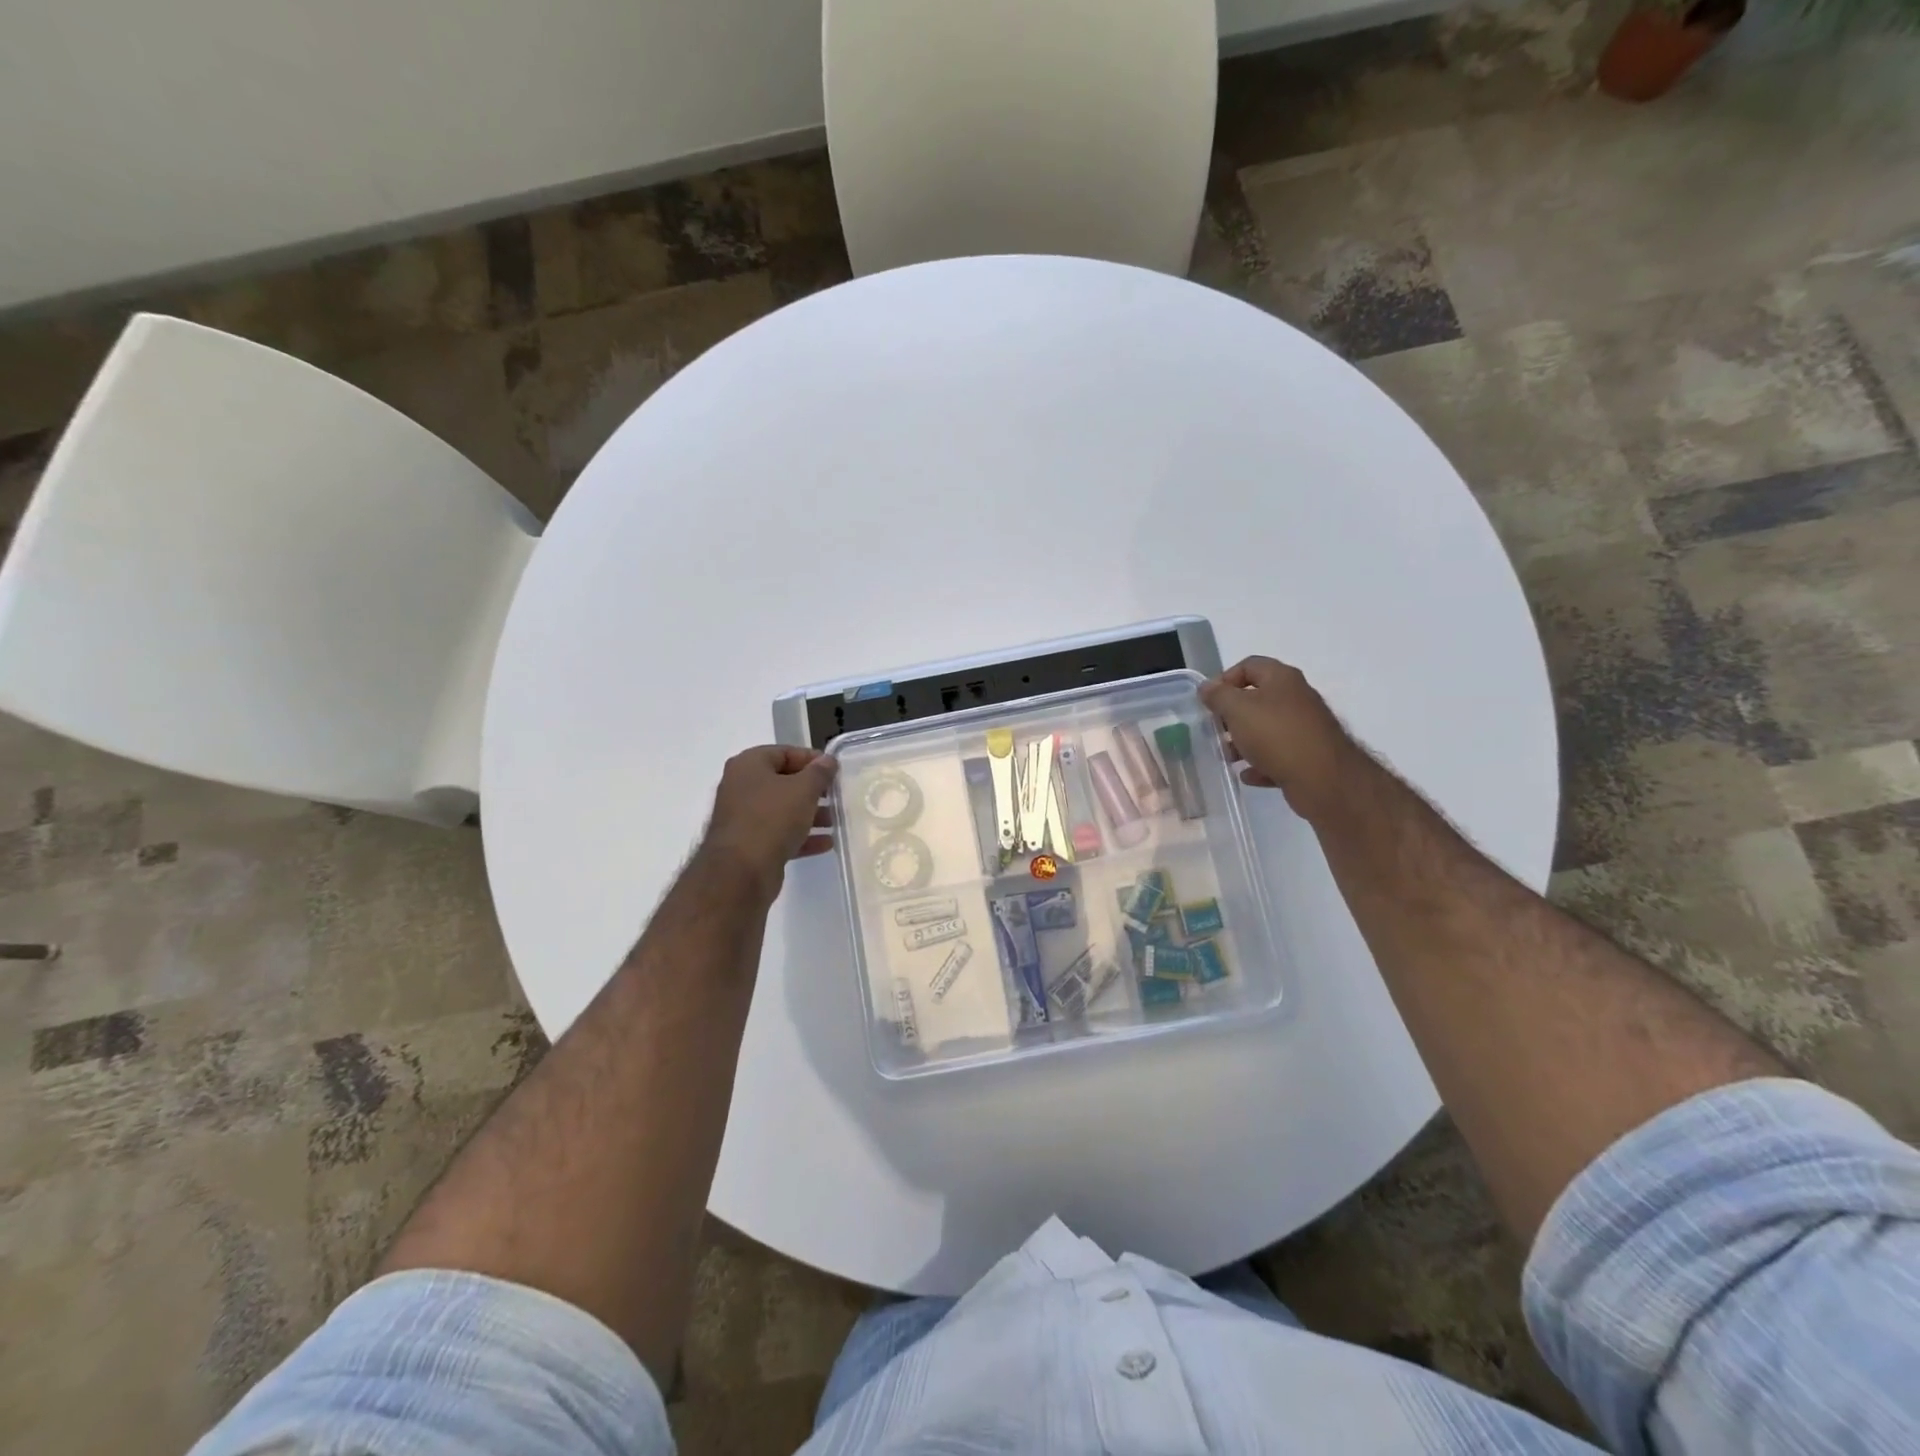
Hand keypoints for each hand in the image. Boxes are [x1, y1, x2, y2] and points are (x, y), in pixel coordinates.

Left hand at [701, 746, 837, 893]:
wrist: (740, 872)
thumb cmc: (772, 818)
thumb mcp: (803, 790)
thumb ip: (819, 772)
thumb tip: (828, 760)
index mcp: (749, 765)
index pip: (784, 752)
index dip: (812, 759)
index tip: (835, 770)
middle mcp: (741, 787)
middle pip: (784, 782)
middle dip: (813, 790)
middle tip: (837, 796)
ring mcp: (743, 817)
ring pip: (782, 810)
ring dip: (810, 814)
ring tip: (836, 821)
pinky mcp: (749, 844)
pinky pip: (779, 834)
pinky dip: (801, 836)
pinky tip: (826, 843)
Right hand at [1199, 656, 1356, 821]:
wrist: (1323, 778)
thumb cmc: (1276, 735)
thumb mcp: (1237, 710)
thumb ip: (1218, 696)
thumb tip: (1207, 687)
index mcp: (1282, 679)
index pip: (1248, 665)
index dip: (1225, 679)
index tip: (1209, 701)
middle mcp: (1296, 698)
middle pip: (1257, 699)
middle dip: (1232, 715)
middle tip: (1215, 730)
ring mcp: (1305, 728)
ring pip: (1266, 729)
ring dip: (1243, 742)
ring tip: (1227, 757)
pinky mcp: (1309, 755)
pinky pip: (1278, 755)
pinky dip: (1261, 763)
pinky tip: (1248, 775)